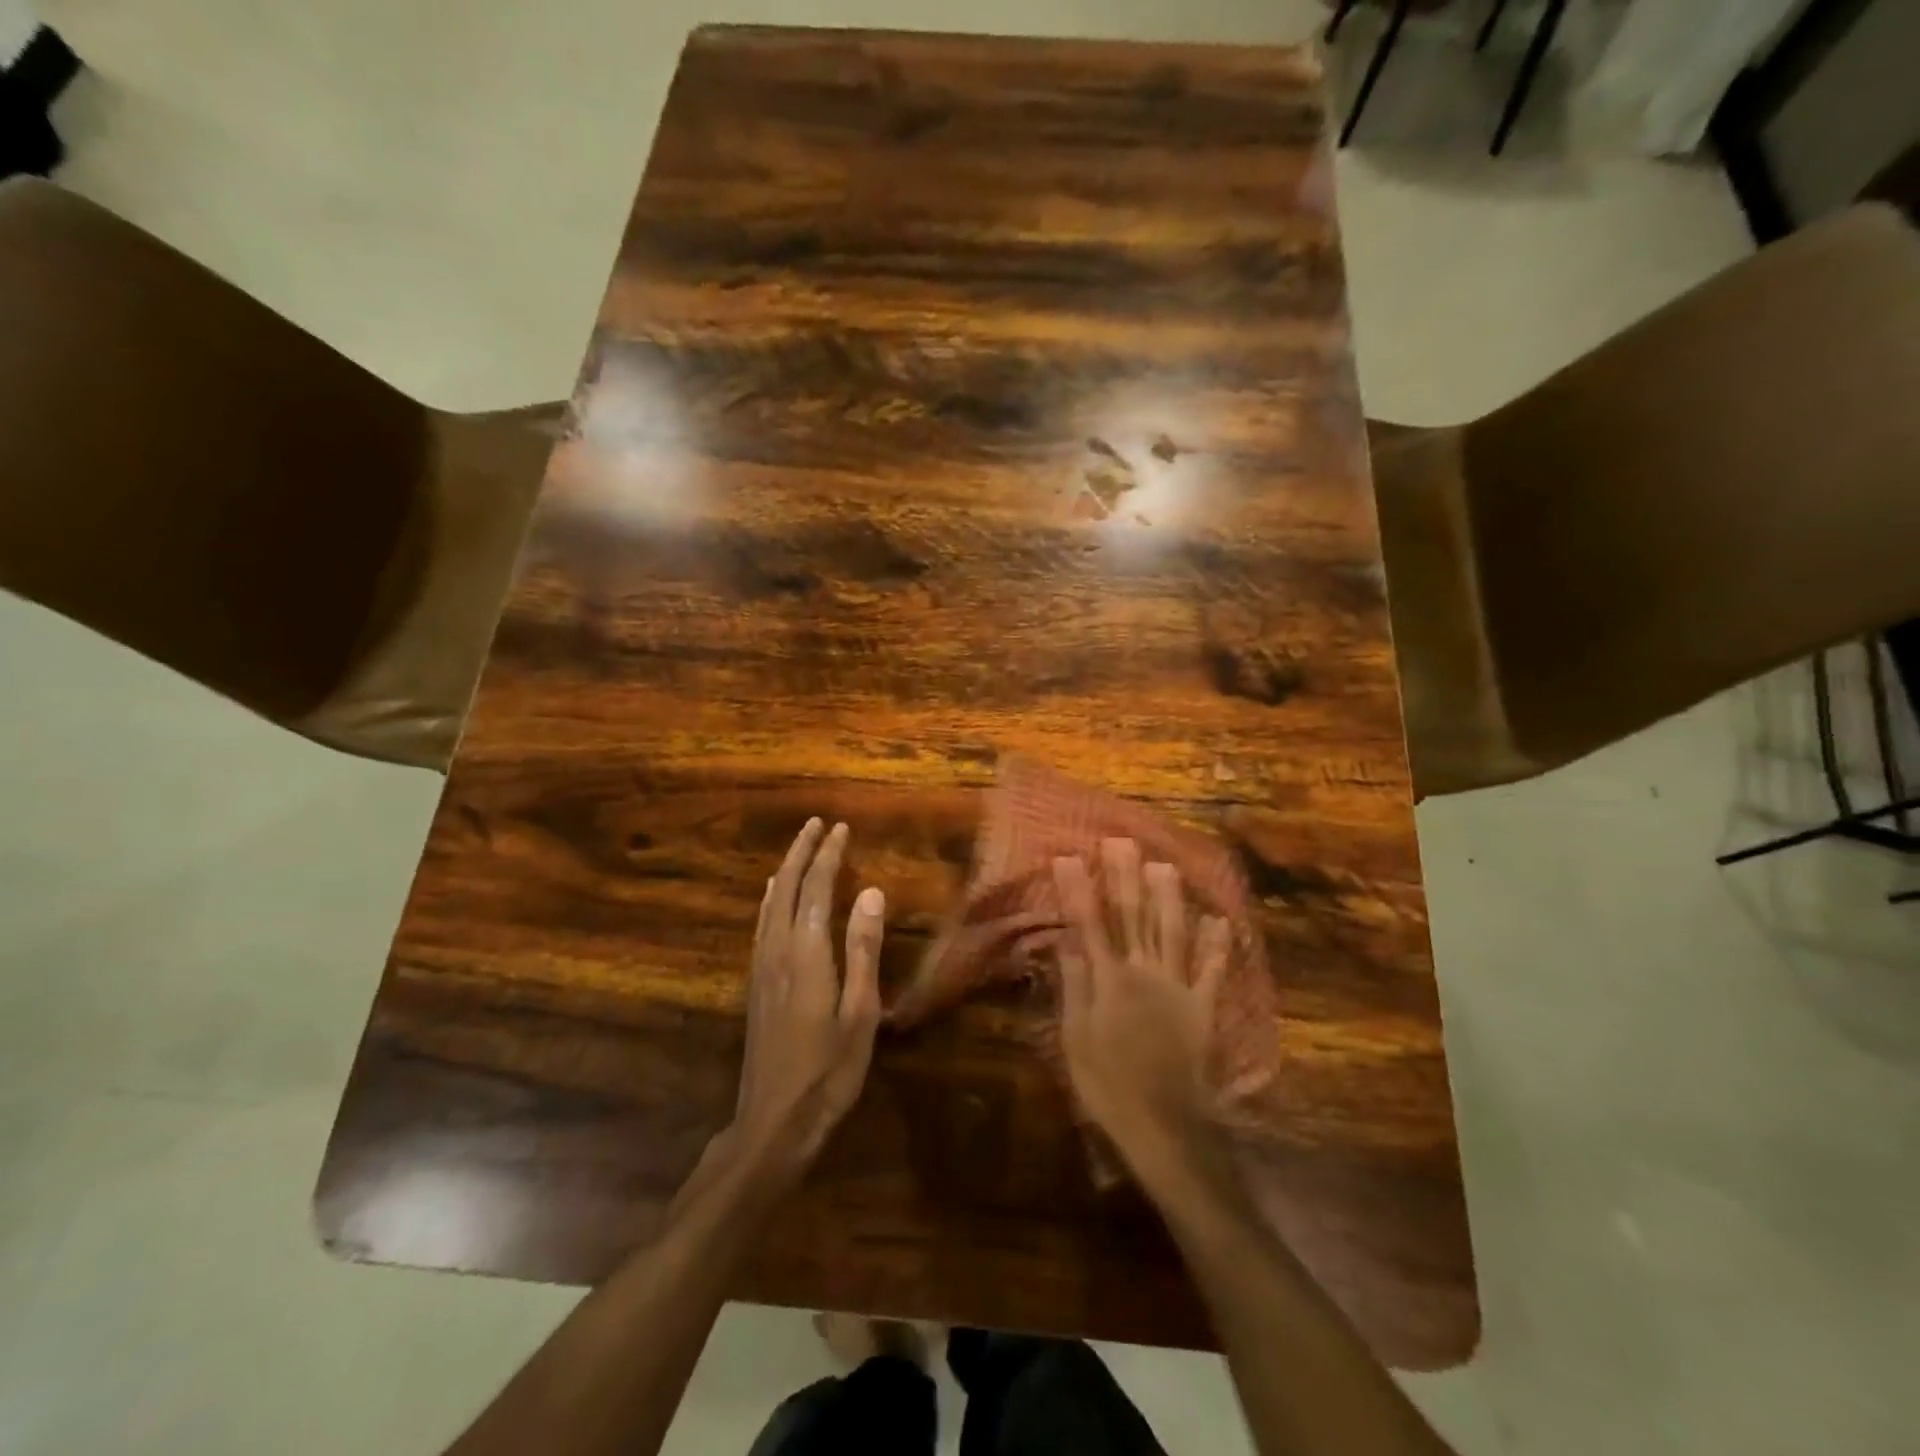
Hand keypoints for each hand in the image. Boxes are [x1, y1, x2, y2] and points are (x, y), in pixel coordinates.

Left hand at [728, 819, 884, 1188]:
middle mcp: (778, 951)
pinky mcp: (755, 985)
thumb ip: (863, 949)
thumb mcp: (860, 1011)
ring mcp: (761, 969)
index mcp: (807, 953)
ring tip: (798, 849)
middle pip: (786, 889)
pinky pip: (762, 924)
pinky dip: (771, 899)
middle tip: (816, 824)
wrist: (773, 1121)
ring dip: (785, 871)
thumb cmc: (829, 1070)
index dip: (828, 856)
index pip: (816, 889)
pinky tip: (773, 900)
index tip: (841, 828)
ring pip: (769, 905)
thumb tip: (870, 892)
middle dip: (801, 852)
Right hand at [1052, 839, 1231, 1184]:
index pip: (1089, 926)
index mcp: (1109, 982)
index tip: (1069, 857)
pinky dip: (1215, 945)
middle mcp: (1144, 974)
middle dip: (1125, 879)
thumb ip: (1074, 987)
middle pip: (1133, 919)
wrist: (1165, 1126)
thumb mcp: (1076, 1039)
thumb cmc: (1109, 1086)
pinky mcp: (1203, 1008)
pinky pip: (1211, 972)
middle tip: (1121, 842)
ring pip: (1172, 933)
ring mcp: (1178, 988)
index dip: (1079, 891)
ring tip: (1165, 864)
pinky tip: (1218, 919)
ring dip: (1169, 898)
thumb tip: (1066, 941)